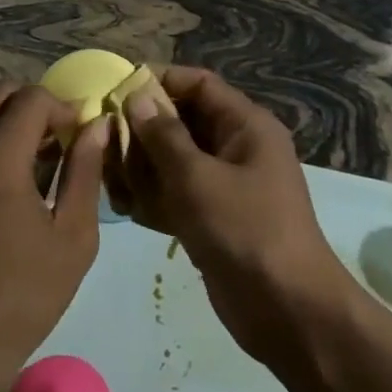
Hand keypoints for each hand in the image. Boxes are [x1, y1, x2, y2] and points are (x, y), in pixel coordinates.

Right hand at [110, 67, 349, 363]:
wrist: (286, 310)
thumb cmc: (244, 230)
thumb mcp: (197, 177)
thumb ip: (163, 136)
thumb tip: (137, 97)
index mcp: (245, 126)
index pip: (198, 84)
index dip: (159, 80)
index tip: (116, 89)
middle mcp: (236, 148)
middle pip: (181, 122)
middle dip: (143, 130)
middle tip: (105, 140)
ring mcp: (225, 185)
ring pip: (173, 160)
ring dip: (142, 167)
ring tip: (112, 179)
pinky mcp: (213, 218)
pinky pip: (176, 193)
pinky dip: (153, 198)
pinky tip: (128, 208)